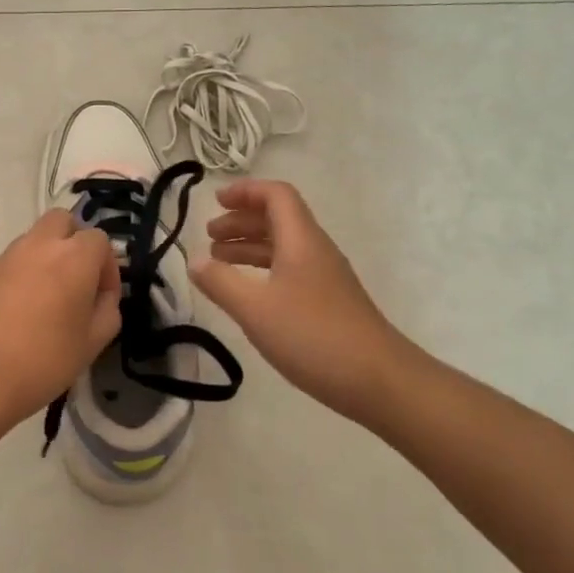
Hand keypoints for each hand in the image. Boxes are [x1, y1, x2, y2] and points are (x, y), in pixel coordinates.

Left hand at [0, 210, 121, 429]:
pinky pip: (12, 261)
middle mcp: (39, 245)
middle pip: (63, 221)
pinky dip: (22, 273)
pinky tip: (19, 310)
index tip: (102, 297)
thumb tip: (102, 295)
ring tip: (47, 298)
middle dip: (74, 242)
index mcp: (73, 257)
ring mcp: (7, 256)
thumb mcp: (93, 342)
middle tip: (76, 281)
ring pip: (35, 238)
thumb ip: (108, 309)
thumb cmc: (44, 360)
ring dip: (47, 256)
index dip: (107, 267)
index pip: (99, 240)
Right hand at [190, 179, 405, 421]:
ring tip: (218, 261)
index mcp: (301, 240)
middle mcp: (315, 250)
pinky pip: (289, 270)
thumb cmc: (313, 337)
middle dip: (241, 220)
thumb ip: (220, 282)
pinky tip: (247, 292)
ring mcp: (325, 277)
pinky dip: (263, 270)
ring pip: (283, 246)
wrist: (379, 381)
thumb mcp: (255, 309)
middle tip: (209, 235)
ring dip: (250, 246)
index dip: (245, 191)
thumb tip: (194, 261)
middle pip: (278, 218)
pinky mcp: (328, 302)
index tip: (215, 201)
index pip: (276, 196)